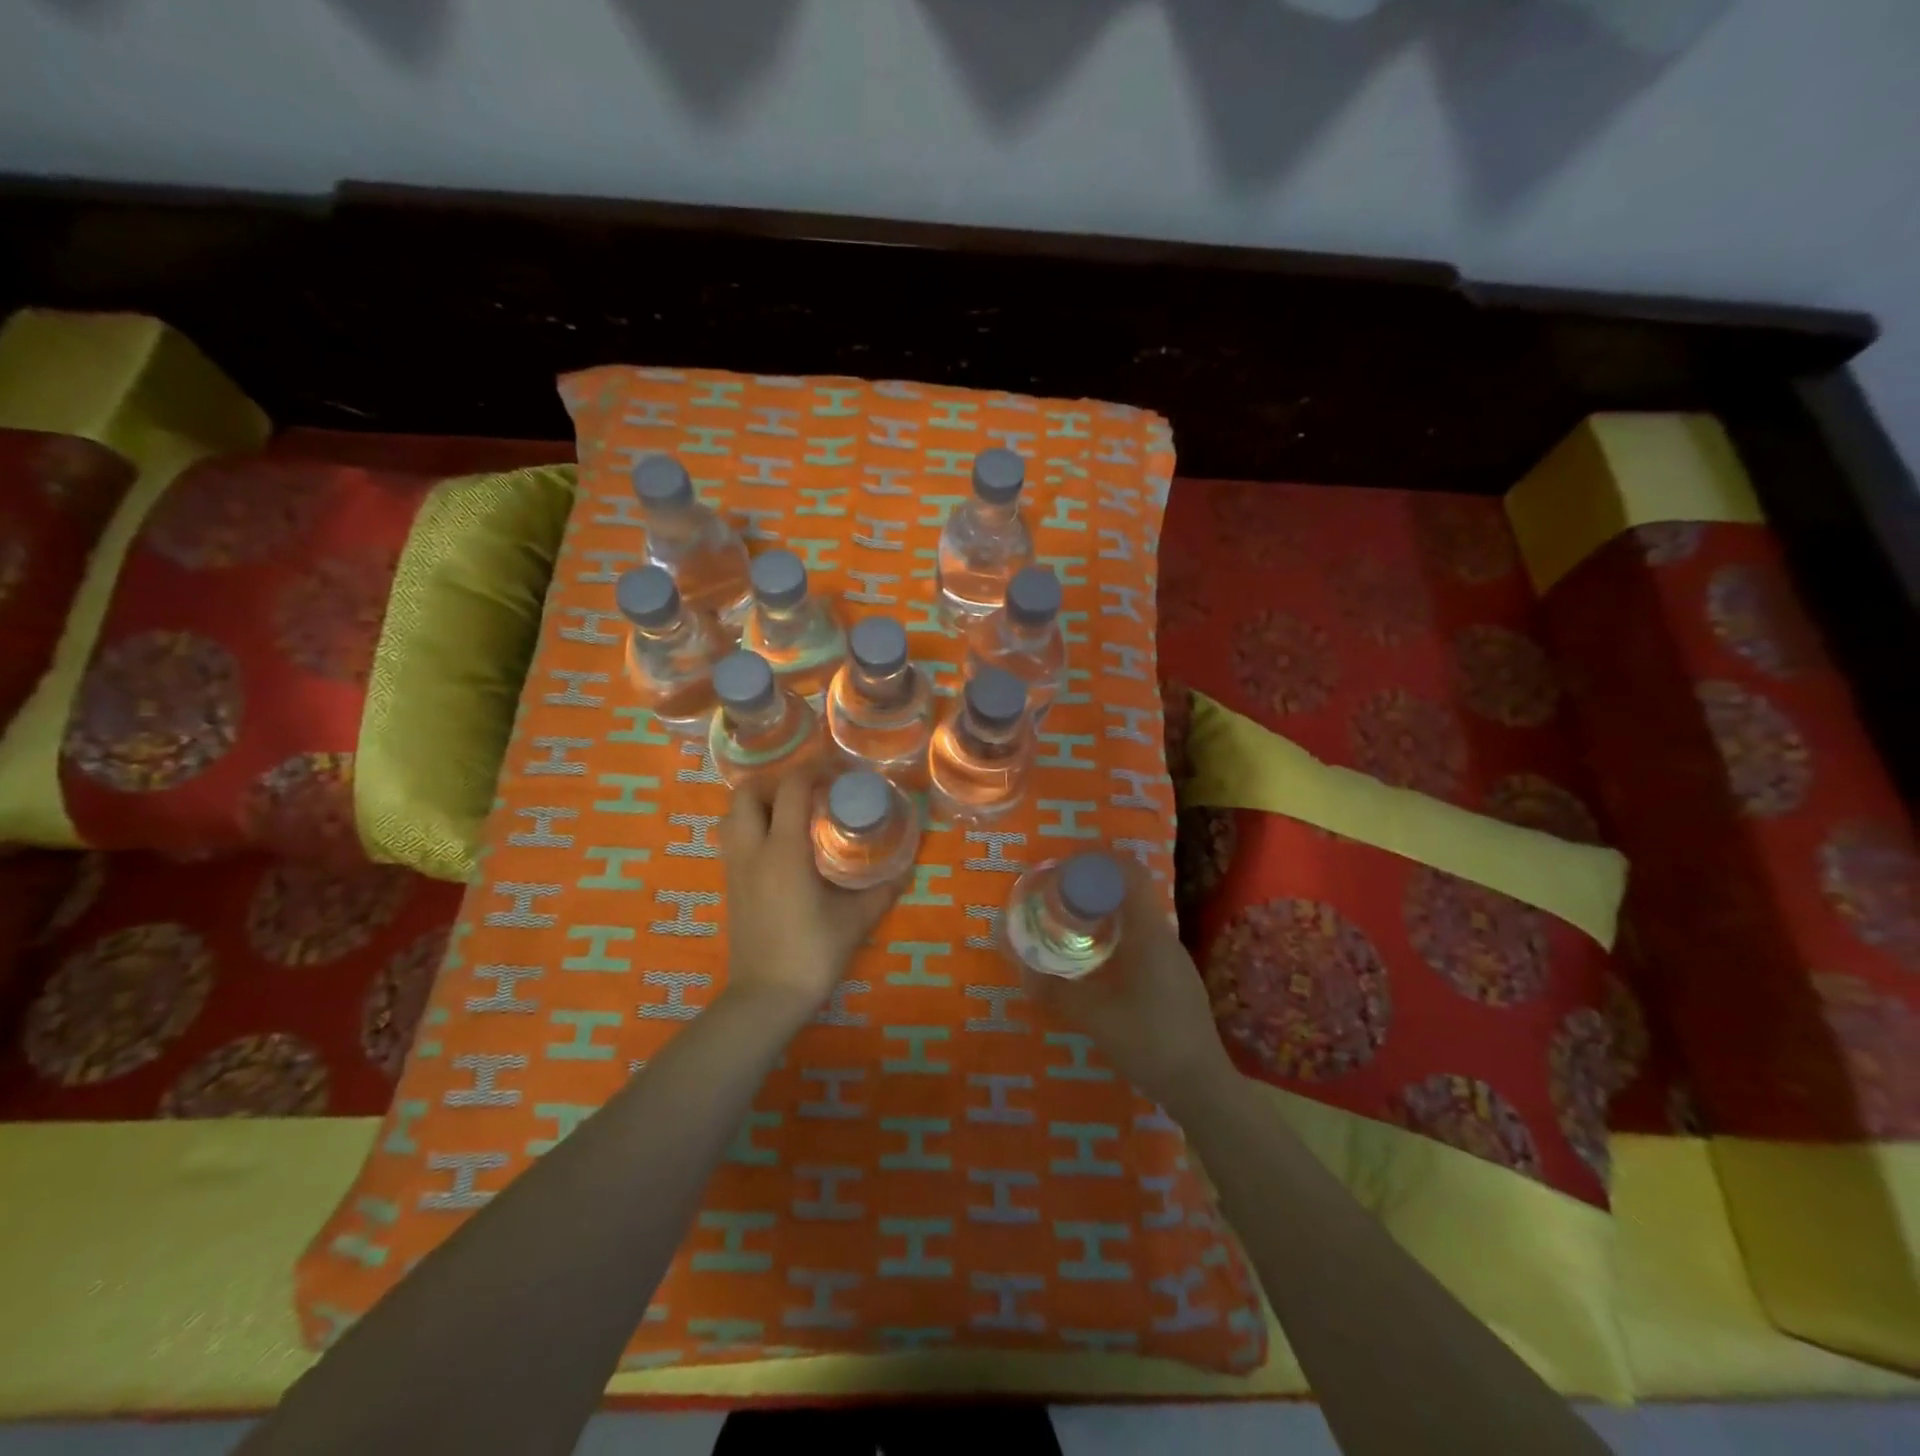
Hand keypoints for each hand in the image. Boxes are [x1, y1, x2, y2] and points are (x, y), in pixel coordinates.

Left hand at [720, 768, 901, 1018]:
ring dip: (759, 803)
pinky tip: (779, 845)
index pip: (790, 788)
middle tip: (809, 793)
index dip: (814, 771)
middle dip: (777, 782)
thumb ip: (881, 890)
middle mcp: (752, 850)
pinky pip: (732, 838)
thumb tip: (905, 868)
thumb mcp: (855, 920)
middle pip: (746, 792)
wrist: (766, 997)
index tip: (838, 774)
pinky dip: (751, 826)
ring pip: (732, 814)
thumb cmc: (812, 954)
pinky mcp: (729, 885)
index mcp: (783, 851)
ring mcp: (734, 867)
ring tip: (791, 814)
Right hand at [1020, 861, 1235, 1116]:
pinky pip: (1143, 942)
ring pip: (1137, 920)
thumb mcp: (1093, 1017)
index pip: (1130, 873)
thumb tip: (1019, 967)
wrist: (1202, 1086)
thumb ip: (1054, 990)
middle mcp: (1165, 937)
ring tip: (1072, 928)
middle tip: (1059, 899)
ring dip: (1106, 915)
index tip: (1066, 867)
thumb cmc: (1149, 1042)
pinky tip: (1098, 965)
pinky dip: (1118, 938)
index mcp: (1149, 934)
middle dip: (1094, 889)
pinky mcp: (1176, 980)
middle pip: (1131, 894)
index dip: (1099, 862)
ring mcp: (1175, 960)